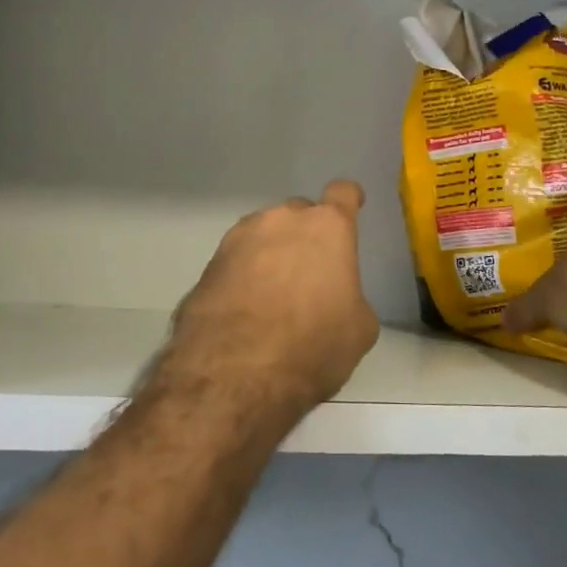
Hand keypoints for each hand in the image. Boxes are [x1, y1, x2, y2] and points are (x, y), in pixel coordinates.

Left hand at [163, 181, 380, 414]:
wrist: (234, 372)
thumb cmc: (312, 345)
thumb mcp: (358, 330)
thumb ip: (351, 297)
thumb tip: (337, 300)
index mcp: (327, 228)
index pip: (343, 193)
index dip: (349, 200)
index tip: (351, 208)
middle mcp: (281, 220)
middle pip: (300, 214)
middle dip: (306, 235)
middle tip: (310, 273)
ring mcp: (239, 238)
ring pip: (264, 235)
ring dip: (272, 254)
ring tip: (273, 296)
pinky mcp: (208, 264)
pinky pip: (236, 261)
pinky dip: (244, 276)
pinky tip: (246, 311)